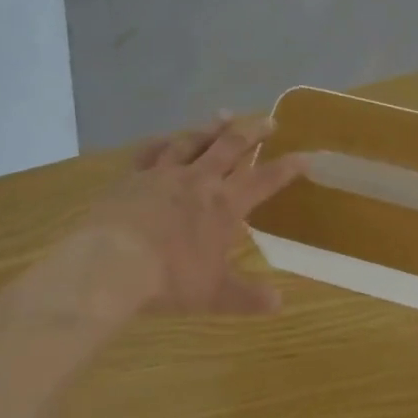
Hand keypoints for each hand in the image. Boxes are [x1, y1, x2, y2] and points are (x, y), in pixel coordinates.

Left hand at [85, 114, 308, 315]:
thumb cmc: (170, 279)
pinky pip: (151, 151)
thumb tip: (279, 303)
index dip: (287, 168)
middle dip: (253, 132)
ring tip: (225, 115)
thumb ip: (247, 296)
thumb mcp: (215, 294)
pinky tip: (167, 137)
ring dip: (212, 127)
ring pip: (193, 140)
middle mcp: (198, 180)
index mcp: (224, 205)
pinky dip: (163, 141)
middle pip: (231, 146)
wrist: (112, 263)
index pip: (264, 180)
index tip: (305, 156)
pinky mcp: (133, 176)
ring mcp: (164, 173)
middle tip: (269, 120)